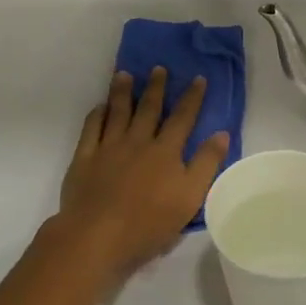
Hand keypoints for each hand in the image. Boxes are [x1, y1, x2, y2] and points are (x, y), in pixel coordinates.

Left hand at [54, 68, 229, 282]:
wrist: (97, 236)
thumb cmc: (149, 223)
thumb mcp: (190, 197)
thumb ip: (206, 163)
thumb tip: (222, 133)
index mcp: (165, 151)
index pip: (182, 118)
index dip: (192, 98)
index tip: (198, 78)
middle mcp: (137, 142)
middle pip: (148, 109)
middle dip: (155, 88)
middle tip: (158, 68)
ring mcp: (108, 148)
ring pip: (117, 112)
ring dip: (122, 92)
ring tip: (124, 75)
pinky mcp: (84, 159)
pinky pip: (91, 129)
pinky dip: (96, 115)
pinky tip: (99, 107)